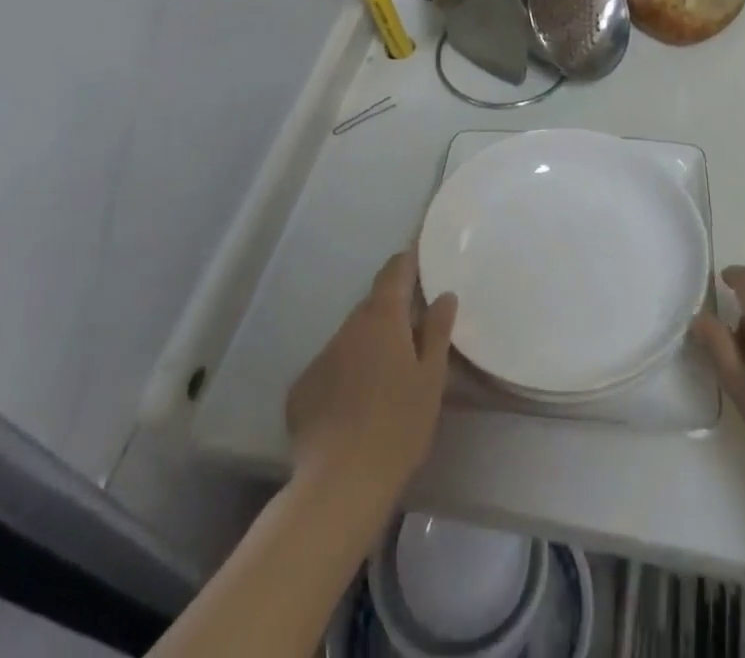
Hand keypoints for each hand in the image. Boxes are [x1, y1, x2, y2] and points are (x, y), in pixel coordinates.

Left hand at [285, 249, 457, 504]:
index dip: (407, 263)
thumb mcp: (432, 379)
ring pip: (350, 339)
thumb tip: (444, 295)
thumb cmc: (399, 426)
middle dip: (391, 313)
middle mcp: (348, 327)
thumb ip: (437, 331)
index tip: (419, 261)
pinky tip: (354, 407)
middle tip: (412, 334)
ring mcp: (321, 357)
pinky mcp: (301, 389)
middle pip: (372, 307)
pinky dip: (344, 376)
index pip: (394, 272)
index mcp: (383, 318)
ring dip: (367, 346)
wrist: (340, 483)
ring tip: (385, 378)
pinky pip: (330, 369)